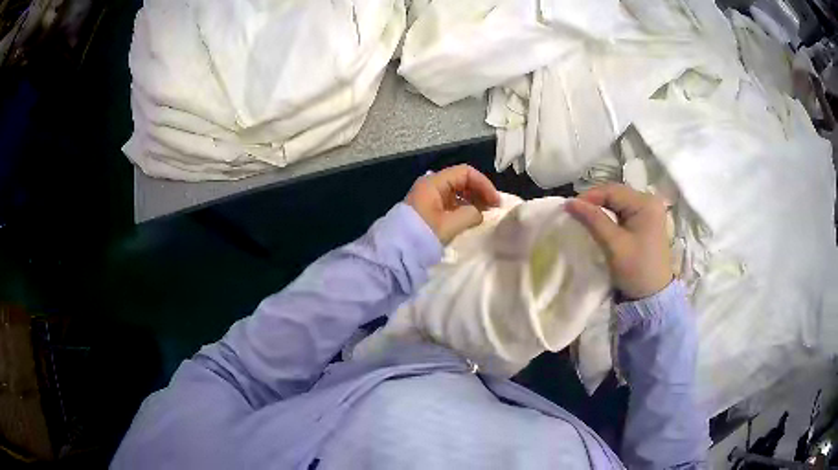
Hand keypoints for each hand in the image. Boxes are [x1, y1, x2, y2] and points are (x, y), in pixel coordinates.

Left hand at [405, 165, 500, 243]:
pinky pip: (451, 201)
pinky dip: (464, 206)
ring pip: (457, 190)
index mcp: (434, 183)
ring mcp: (430, 196)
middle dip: (480, 191)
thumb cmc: (422, 234)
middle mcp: (431, 185)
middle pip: (462, 180)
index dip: (483, 184)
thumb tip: (479, 213)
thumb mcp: (449, 225)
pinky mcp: (429, 208)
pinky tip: (471, 217)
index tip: (495, 201)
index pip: (465, 172)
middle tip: (493, 208)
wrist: (397, 250)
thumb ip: (470, 214)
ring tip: (484, 213)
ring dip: (473, 199)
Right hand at [566, 184, 671, 299]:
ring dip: (601, 208)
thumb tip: (570, 202)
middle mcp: (650, 201)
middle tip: (575, 213)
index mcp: (645, 203)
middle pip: (616, 194)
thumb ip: (593, 220)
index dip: (589, 197)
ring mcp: (650, 211)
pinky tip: (600, 223)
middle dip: (595, 201)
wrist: (654, 296)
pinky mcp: (647, 221)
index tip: (569, 208)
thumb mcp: (613, 244)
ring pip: (619, 202)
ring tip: (585, 218)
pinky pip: (624, 211)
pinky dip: (610, 215)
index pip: (612, 191)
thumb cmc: (636, 269)